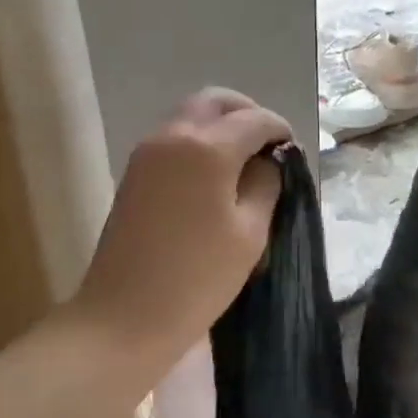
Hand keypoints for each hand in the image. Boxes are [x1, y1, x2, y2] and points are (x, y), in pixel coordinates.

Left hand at [70, 89, 290, 377]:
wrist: (124, 316)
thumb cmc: (197, 278)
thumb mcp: (249, 233)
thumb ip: (265, 184)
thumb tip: (268, 161)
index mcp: (207, 147)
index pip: (254, 119)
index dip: (279, 129)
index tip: (293, 151)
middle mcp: (173, 135)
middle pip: (215, 101)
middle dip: (246, 114)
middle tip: (267, 145)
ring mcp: (147, 152)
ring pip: (191, 116)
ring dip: (220, 125)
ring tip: (243, 162)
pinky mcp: (134, 172)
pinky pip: (173, 138)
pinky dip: (198, 141)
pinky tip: (214, 175)